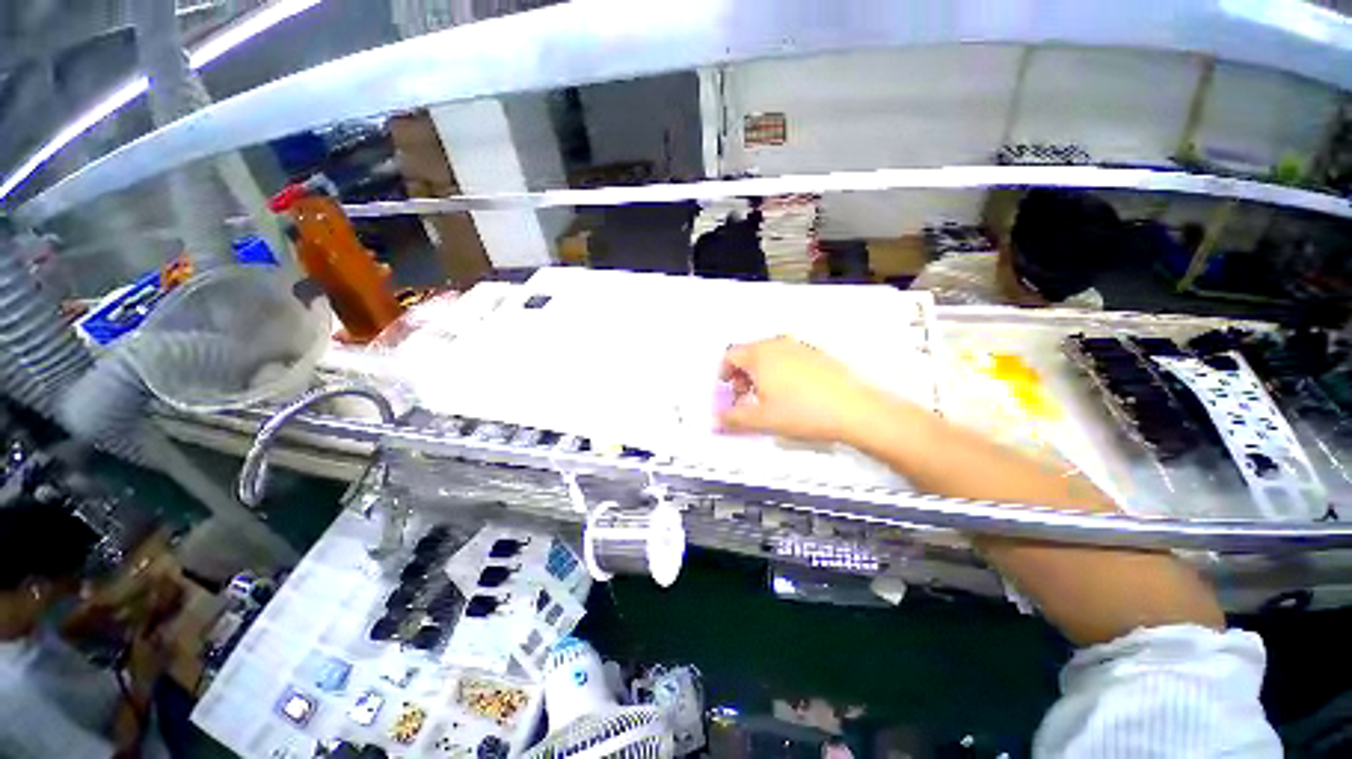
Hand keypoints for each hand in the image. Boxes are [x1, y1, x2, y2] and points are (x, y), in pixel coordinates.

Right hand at [718, 336, 884, 444]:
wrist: (853, 410)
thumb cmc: (801, 412)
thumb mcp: (762, 420)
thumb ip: (733, 418)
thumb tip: (716, 419)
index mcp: (760, 356)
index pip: (730, 356)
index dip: (723, 373)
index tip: (725, 389)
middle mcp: (777, 345)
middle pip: (749, 353)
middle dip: (741, 374)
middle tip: (745, 396)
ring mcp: (799, 347)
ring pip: (769, 355)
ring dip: (760, 373)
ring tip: (767, 397)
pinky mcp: (817, 354)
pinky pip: (788, 358)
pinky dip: (780, 371)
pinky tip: (792, 393)